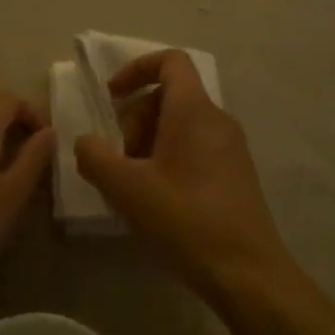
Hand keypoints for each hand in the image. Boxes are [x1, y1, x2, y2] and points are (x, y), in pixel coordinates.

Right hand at [74, 51, 292, 304]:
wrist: (248, 273)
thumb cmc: (186, 221)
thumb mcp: (127, 189)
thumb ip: (95, 157)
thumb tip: (86, 142)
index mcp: (193, 110)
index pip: (170, 61)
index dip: (136, 69)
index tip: (112, 98)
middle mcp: (217, 119)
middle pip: (169, 97)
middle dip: (135, 120)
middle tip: (118, 160)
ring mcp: (231, 147)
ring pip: (180, 126)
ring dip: (148, 144)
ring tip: (132, 186)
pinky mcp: (235, 174)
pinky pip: (195, 148)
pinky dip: (168, 160)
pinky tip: (156, 201)